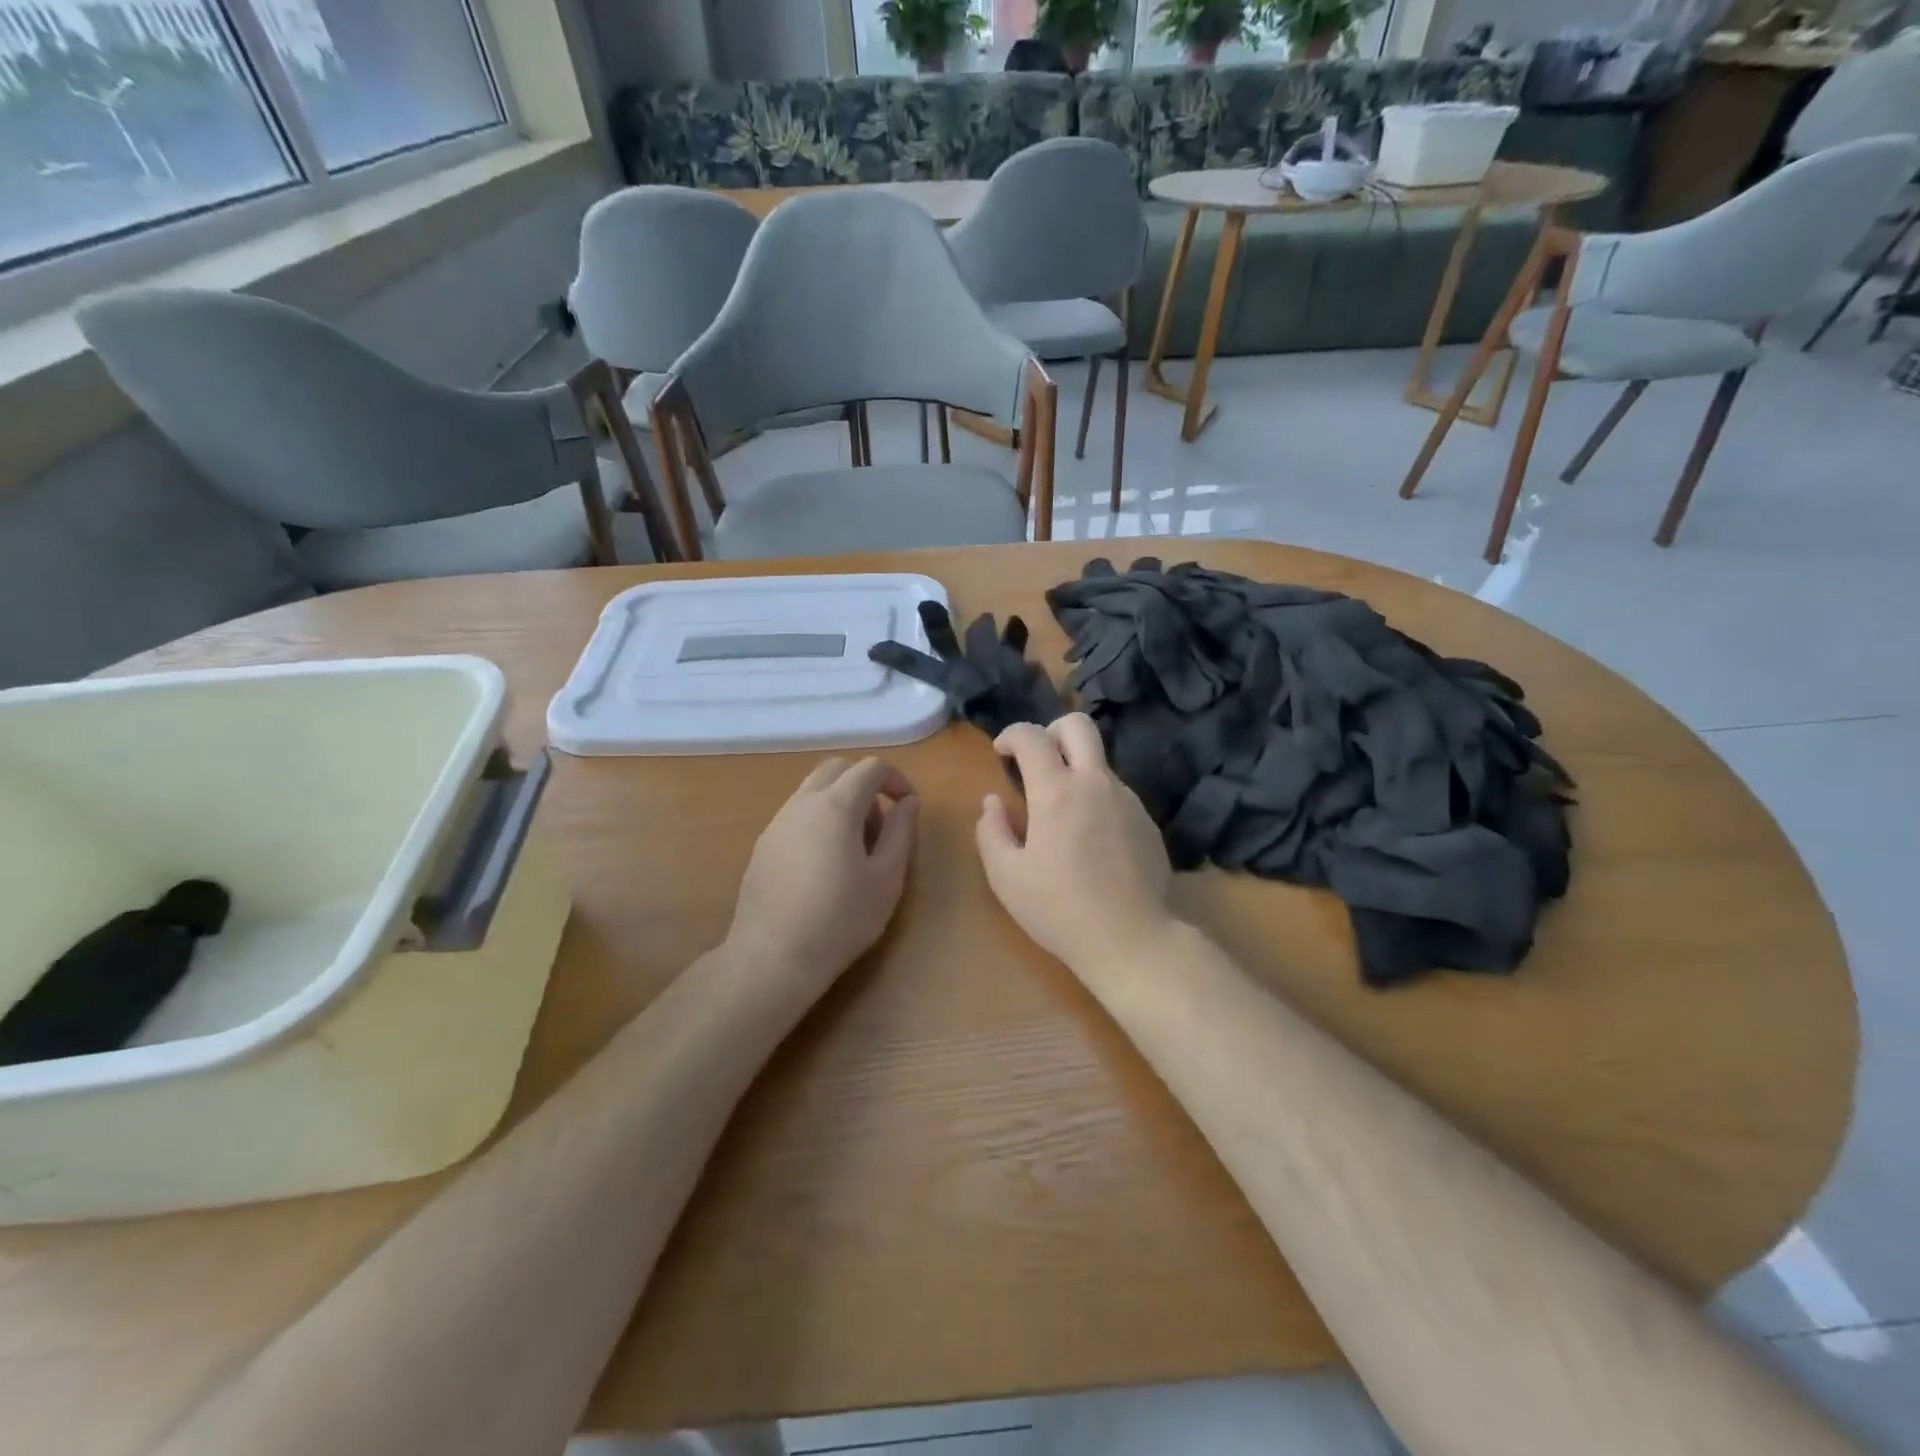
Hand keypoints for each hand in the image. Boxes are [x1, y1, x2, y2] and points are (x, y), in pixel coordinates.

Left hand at [726, 758, 919, 997]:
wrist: (772, 957)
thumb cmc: (841, 919)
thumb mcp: (886, 878)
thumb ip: (901, 832)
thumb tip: (909, 802)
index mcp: (836, 805)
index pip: (871, 768)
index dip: (896, 779)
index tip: (909, 806)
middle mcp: (802, 803)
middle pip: (837, 769)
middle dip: (865, 784)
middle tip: (880, 824)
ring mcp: (777, 822)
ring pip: (813, 790)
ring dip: (840, 802)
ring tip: (854, 849)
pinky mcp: (763, 845)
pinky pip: (796, 814)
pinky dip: (818, 820)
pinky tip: (824, 866)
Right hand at [975, 714, 1175, 976]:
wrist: (1133, 940)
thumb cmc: (1060, 909)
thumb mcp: (1006, 877)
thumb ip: (991, 831)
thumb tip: (993, 801)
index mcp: (1057, 792)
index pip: (1032, 736)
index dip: (1011, 735)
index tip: (1001, 753)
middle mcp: (1096, 783)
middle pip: (1079, 725)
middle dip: (1051, 731)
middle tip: (1036, 762)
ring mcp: (1128, 800)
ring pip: (1098, 762)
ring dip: (1075, 771)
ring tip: (1060, 816)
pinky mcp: (1147, 821)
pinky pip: (1115, 793)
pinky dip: (1095, 799)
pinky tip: (1089, 841)